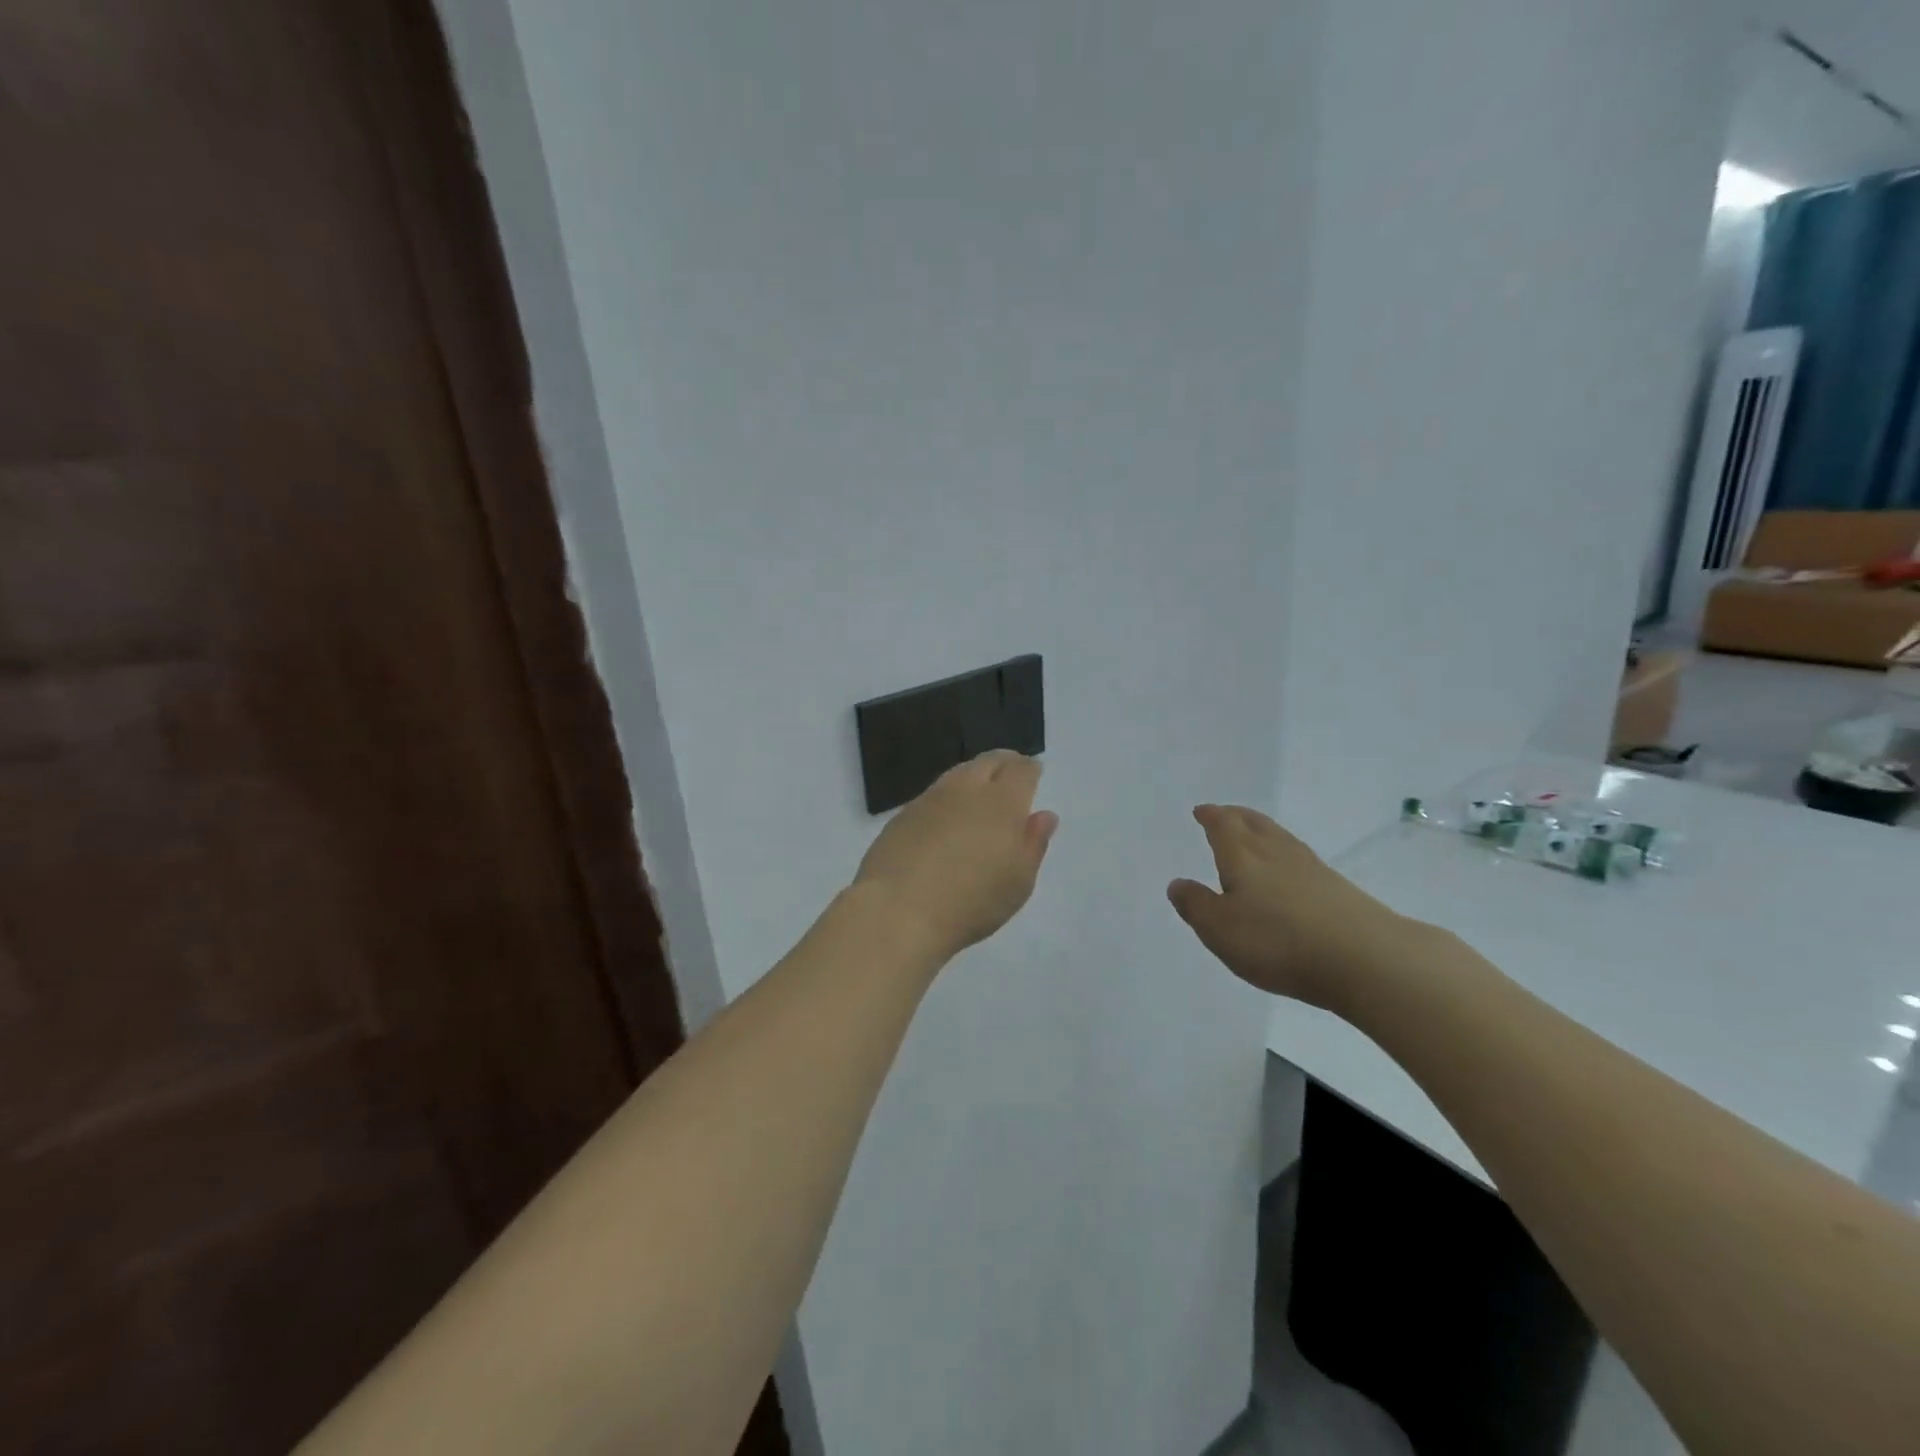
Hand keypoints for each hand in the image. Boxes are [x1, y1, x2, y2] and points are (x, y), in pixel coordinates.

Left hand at [853, 751, 1058, 962]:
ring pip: (958, 773)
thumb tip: (1043, 815)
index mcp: (1002, 802)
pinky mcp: (903, 815)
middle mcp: (966, 790)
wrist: (897, 910)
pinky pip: (933, 793)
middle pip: (988, 762)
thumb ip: (1033, 844)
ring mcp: (930, 799)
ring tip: (980, 790)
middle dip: (1004, 762)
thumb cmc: (971, 902)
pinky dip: (948, 796)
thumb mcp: (1018, 882)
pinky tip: (947, 815)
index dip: (1029, 769)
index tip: (1033, 772)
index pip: (1021, 770)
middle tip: (1011, 772)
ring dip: (974, 775)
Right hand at [1168, 805, 1421, 1013]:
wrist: (1366, 959)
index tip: (1202, 811)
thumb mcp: (1220, 930)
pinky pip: (1301, 858)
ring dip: (1263, 830)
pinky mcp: (1338, 889)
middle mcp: (1276, 853)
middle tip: (1225, 813)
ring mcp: (1312, 868)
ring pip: (1280, 838)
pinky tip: (1289, 870)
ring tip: (1254, 834)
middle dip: (1236, 816)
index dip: (1211, 816)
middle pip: (1254, 824)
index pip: (1223, 826)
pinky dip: (1285, 854)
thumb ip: (1196, 905)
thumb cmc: (1278, 942)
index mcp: (1243, 857)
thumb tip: (1178, 883)